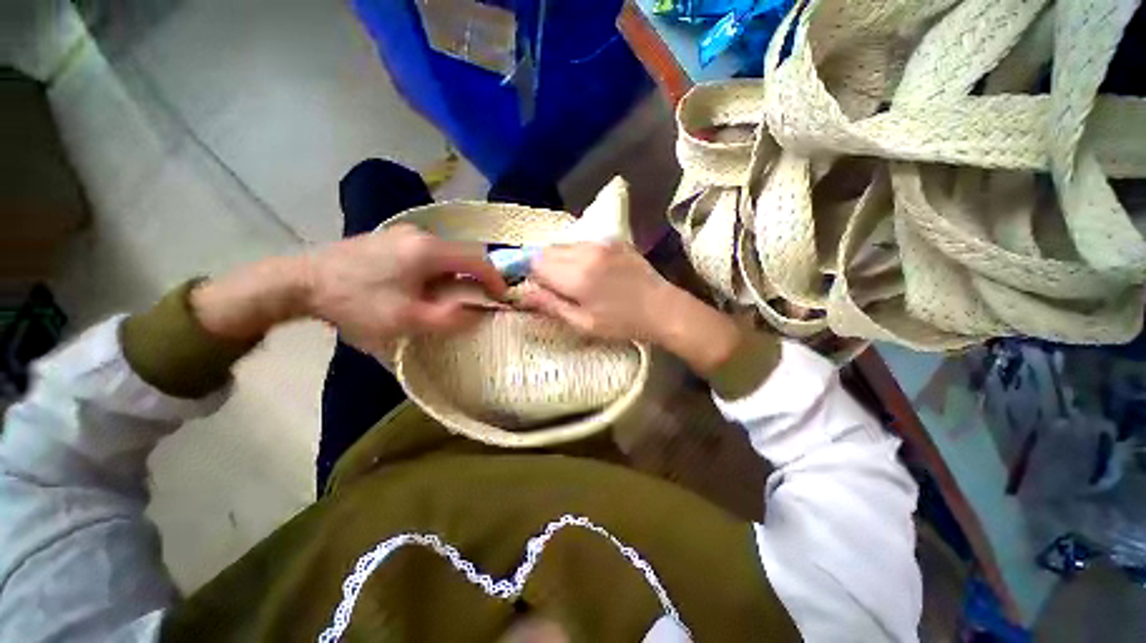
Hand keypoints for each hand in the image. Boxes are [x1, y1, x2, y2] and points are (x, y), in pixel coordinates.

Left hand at [304, 224, 505, 354]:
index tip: (502, 297)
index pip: (478, 260)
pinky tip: (422, 285)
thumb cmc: (356, 302)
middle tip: (475, 301)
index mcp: (428, 250)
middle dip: (475, 278)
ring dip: (455, 274)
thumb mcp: (406, 320)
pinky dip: (437, 269)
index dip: (495, 279)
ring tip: (447, 297)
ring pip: (445, 254)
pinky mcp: (390, 237)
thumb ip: (449, 319)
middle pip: (463, 255)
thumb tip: (476, 314)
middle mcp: (420, 234)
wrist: (299, 281)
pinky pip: (427, 252)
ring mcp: (403, 233)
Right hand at [522, 242, 743, 374]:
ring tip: (572, 280)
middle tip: (554, 287)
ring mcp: (601, 242)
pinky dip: (575, 254)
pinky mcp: (613, 240)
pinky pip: (581, 243)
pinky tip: (589, 271)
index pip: (535, 263)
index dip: (529, 275)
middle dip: (542, 266)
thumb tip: (522, 295)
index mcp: (576, 275)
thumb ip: (550, 306)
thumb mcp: (583, 323)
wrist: (662, 308)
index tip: (536, 289)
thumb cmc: (621, 323)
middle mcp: (585, 251)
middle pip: (547, 250)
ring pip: (563, 245)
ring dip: (558, 259)